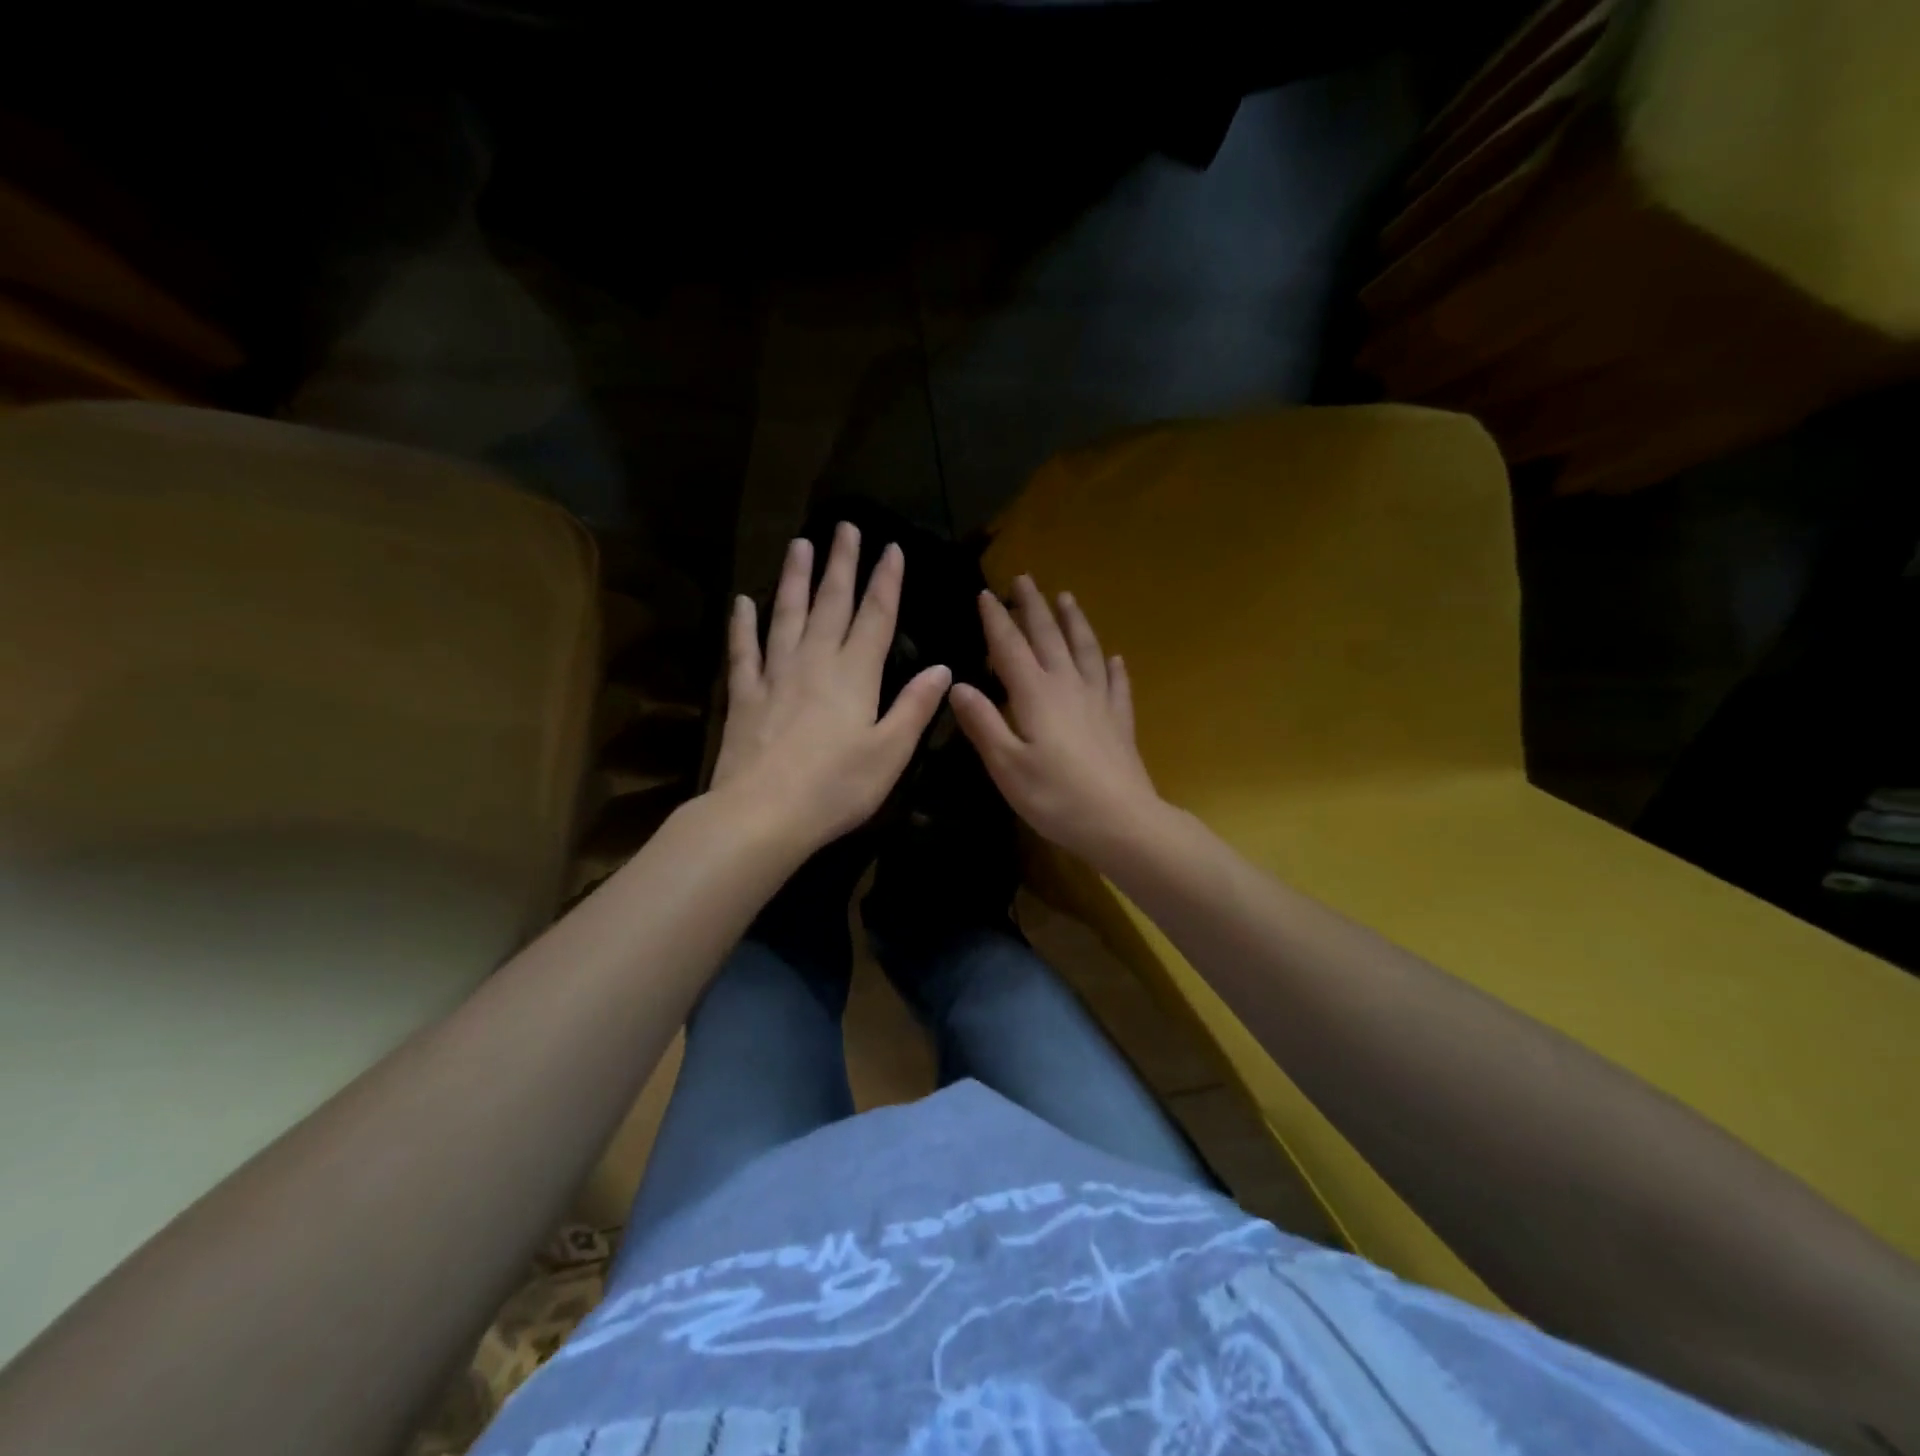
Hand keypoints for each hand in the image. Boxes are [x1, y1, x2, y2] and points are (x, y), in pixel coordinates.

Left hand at [710, 522, 951, 854]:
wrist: (763, 814)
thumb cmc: (836, 788)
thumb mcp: (890, 752)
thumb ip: (915, 707)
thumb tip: (942, 668)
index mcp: (856, 675)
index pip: (876, 617)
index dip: (886, 581)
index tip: (891, 548)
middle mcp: (815, 662)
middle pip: (831, 603)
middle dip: (842, 564)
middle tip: (845, 526)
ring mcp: (775, 675)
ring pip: (787, 615)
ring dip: (795, 578)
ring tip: (800, 544)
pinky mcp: (744, 695)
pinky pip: (744, 651)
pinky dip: (743, 625)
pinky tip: (742, 602)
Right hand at [949, 575, 1164, 861]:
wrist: (1121, 822)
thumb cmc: (1056, 798)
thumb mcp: (1007, 766)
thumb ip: (982, 723)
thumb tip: (957, 685)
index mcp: (1035, 695)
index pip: (1010, 647)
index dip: (996, 620)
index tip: (985, 593)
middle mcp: (1068, 687)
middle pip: (1049, 637)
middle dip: (1034, 607)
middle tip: (1025, 579)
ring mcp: (1099, 702)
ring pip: (1086, 650)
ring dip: (1074, 622)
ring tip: (1067, 598)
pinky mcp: (1119, 721)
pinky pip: (1117, 684)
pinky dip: (1113, 668)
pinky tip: (1115, 658)